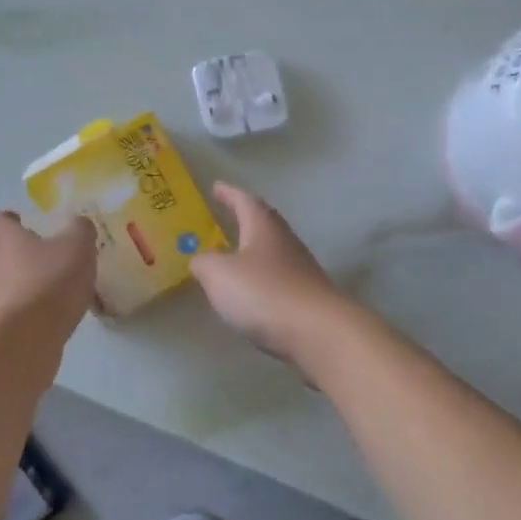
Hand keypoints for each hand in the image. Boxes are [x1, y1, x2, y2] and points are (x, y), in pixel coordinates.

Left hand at [0, 211, 96, 336]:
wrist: (26, 338)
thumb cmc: (49, 281)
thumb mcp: (77, 246)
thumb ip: (78, 230)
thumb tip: (78, 225)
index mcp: (1, 238)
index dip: (4, 222)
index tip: (23, 227)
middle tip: (26, 262)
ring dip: (5, 289)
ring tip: (36, 295)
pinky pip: (0, 316)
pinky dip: (14, 316)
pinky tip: (39, 321)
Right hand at [190, 183, 344, 361]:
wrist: (319, 333)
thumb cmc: (264, 292)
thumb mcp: (219, 274)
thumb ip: (204, 263)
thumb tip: (201, 259)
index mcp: (263, 227)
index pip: (244, 200)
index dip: (228, 193)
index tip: (216, 186)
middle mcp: (285, 242)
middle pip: (263, 223)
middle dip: (244, 219)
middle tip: (225, 216)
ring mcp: (301, 270)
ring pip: (272, 252)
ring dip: (253, 251)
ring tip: (232, 256)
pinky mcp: (307, 298)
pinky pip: (278, 280)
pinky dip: (261, 280)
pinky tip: (250, 293)